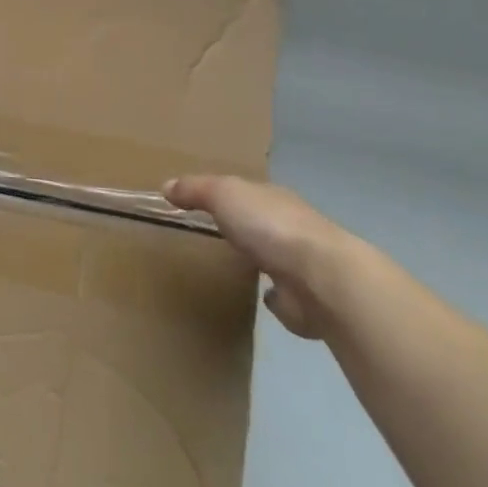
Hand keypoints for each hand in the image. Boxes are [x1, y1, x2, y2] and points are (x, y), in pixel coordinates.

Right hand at [164, 176, 361, 338]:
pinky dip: (272, 296)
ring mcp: (300, 263)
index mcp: (272, 197)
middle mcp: (290, 226)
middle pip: (260, 221)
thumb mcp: (223, 194)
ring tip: (233, 265)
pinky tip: (260, 298)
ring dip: (258, 258)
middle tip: (212, 231)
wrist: (321, 278)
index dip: (223, 193)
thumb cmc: (269, 226)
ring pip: (272, 255)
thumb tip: (166, 185)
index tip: (200, 202)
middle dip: (243, 225)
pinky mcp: (304, 300)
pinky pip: (282, 294)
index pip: (246, 190)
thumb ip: (195, 189)